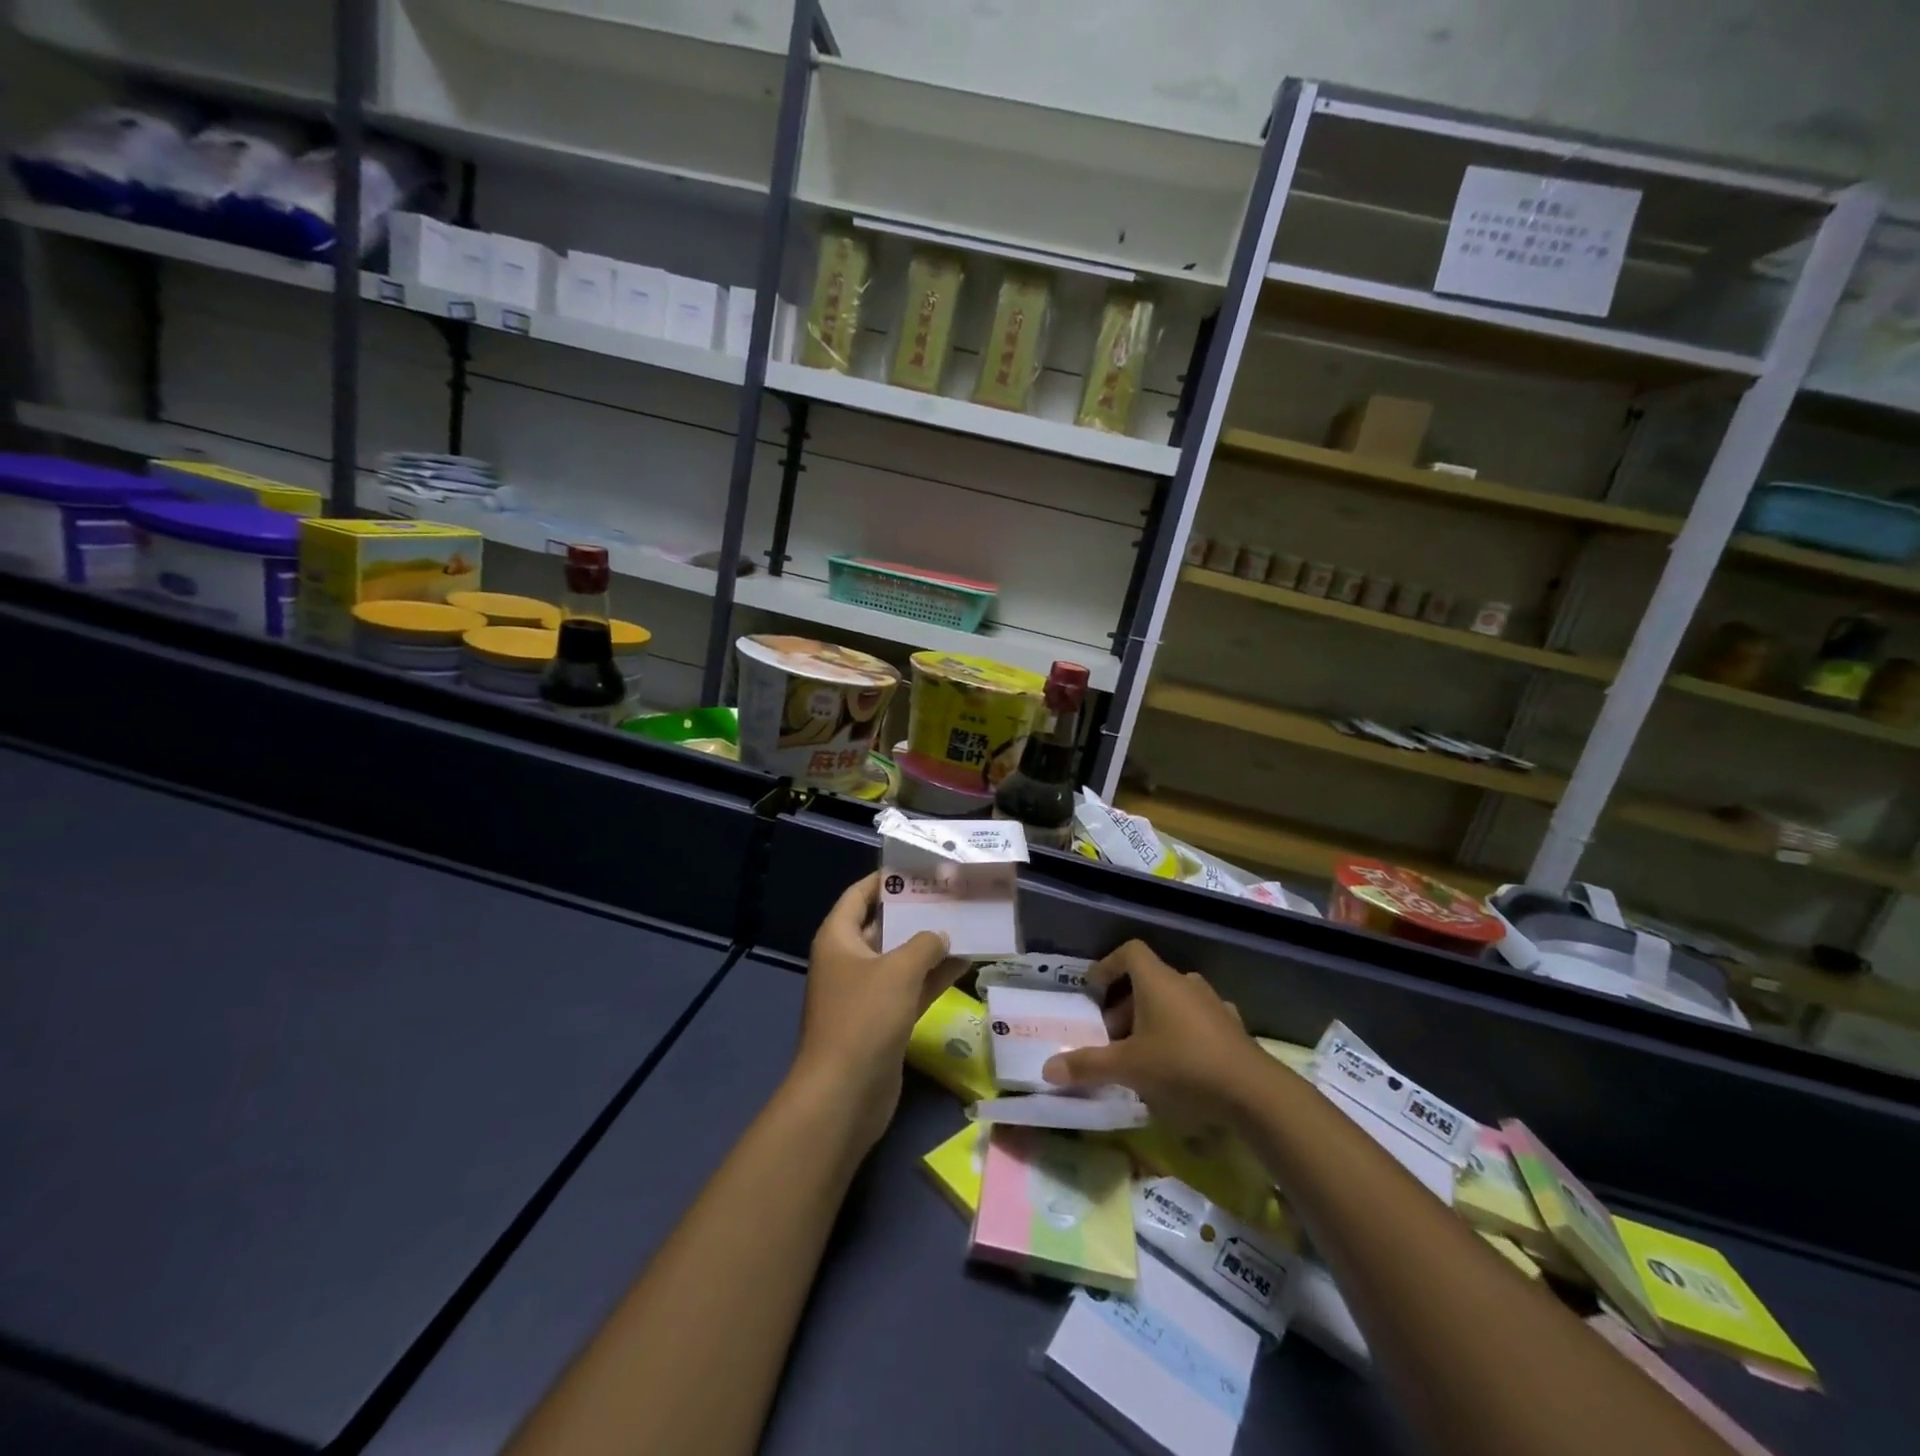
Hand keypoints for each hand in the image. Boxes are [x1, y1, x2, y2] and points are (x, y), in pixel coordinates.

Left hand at [792, 873, 962, 1150]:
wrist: (845, 1093)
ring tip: (966, 922)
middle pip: (883, 925)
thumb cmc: (864, 1017)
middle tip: (951, 893)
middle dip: (915, 911)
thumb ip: (924, 944)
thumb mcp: (898, 970)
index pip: (859, 895)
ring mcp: (866, 992)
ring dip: (930, 945)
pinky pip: (911, 988)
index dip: (885, 879)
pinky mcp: (883, 1020)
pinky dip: (934, 976)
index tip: (918, 867)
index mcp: (838, 939)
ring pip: (901, 958)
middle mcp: (849, 960)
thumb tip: (941, 935)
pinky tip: (966, 963)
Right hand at [1041, 940, 1264, 1121]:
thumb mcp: (1128, 1068)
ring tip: (1140, 1054)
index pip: (1130, 951)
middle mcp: (1185, 983)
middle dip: (1124, 1004)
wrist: (1253, 1092)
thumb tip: (1047, 1069)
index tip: (1093, 989)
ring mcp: (1212, 1004)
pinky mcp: (1231, 1028)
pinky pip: (1195, 1021)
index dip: (1108, 965)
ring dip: (1151, 1019)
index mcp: (1158, 980)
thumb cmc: (1182, 1066)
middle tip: (1111, 1036)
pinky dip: (1179, 1034)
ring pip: (1172, 1001)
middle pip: (1148, 980)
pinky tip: (1176, 1065)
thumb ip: (1087, 1066)